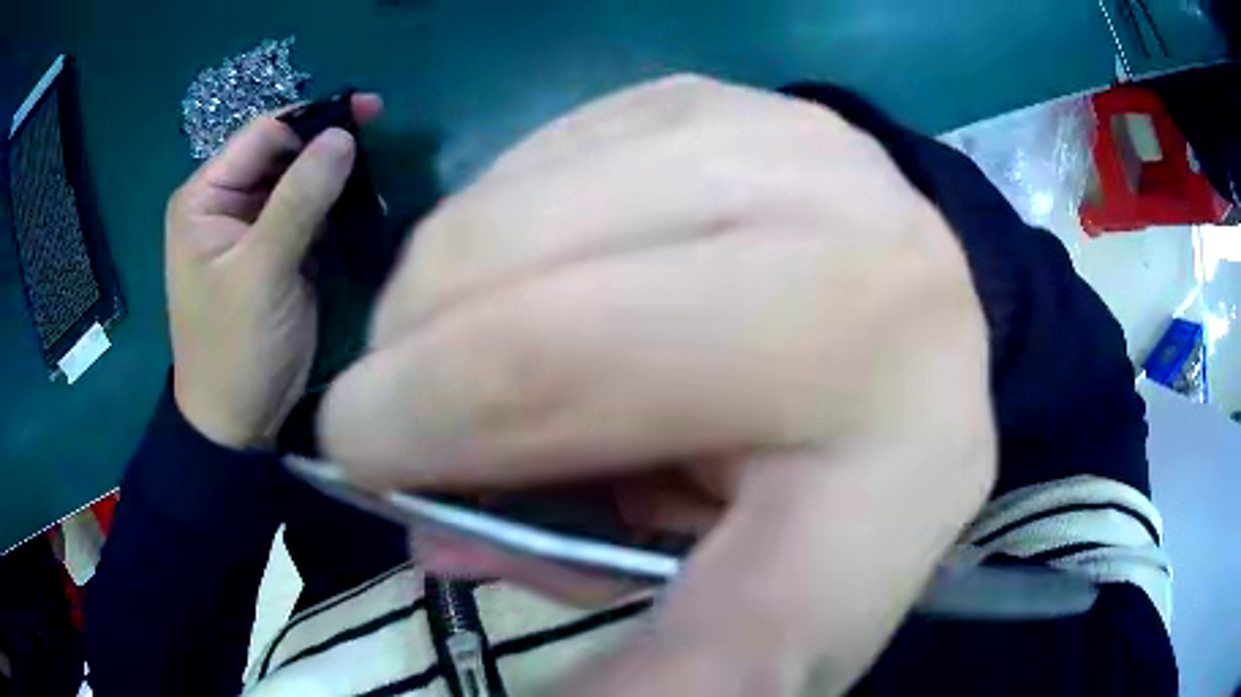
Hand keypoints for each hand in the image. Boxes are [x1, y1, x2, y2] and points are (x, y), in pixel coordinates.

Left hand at [166, 95, 381, 448]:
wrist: (238, 422)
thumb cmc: (234, 349)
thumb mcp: (260, 273)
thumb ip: (298, 201)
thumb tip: (342, 136)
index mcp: (204, 197)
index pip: (262, 135)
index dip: (312, 118)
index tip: (367, 112)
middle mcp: (225, 203)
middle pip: (281, 153)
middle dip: (325, 146)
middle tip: (378, 138)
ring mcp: (251, 228)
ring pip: (298, 181)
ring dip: (334, 177)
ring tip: (374, 173)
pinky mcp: (275, 252)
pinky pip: (307, 212)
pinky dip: (334, 207)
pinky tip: (360, 204)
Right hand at [320, 77, 994, 694]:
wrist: (900, 341)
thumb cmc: (842, 495)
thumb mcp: (769, 621)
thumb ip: (652, 671)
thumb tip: (437, 548)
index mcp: (899, 442)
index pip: (659, 501)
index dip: (461, 481)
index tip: (373, 485)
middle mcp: (865, 266)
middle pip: (539, 323)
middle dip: (409, 381)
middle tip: (389, 425)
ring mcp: (791, 147)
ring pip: (509, 214)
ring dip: (438, 298)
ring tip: (467, 352)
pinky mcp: (728, 100)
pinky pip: (544, 153)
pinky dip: (497, 223)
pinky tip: (533, 270)